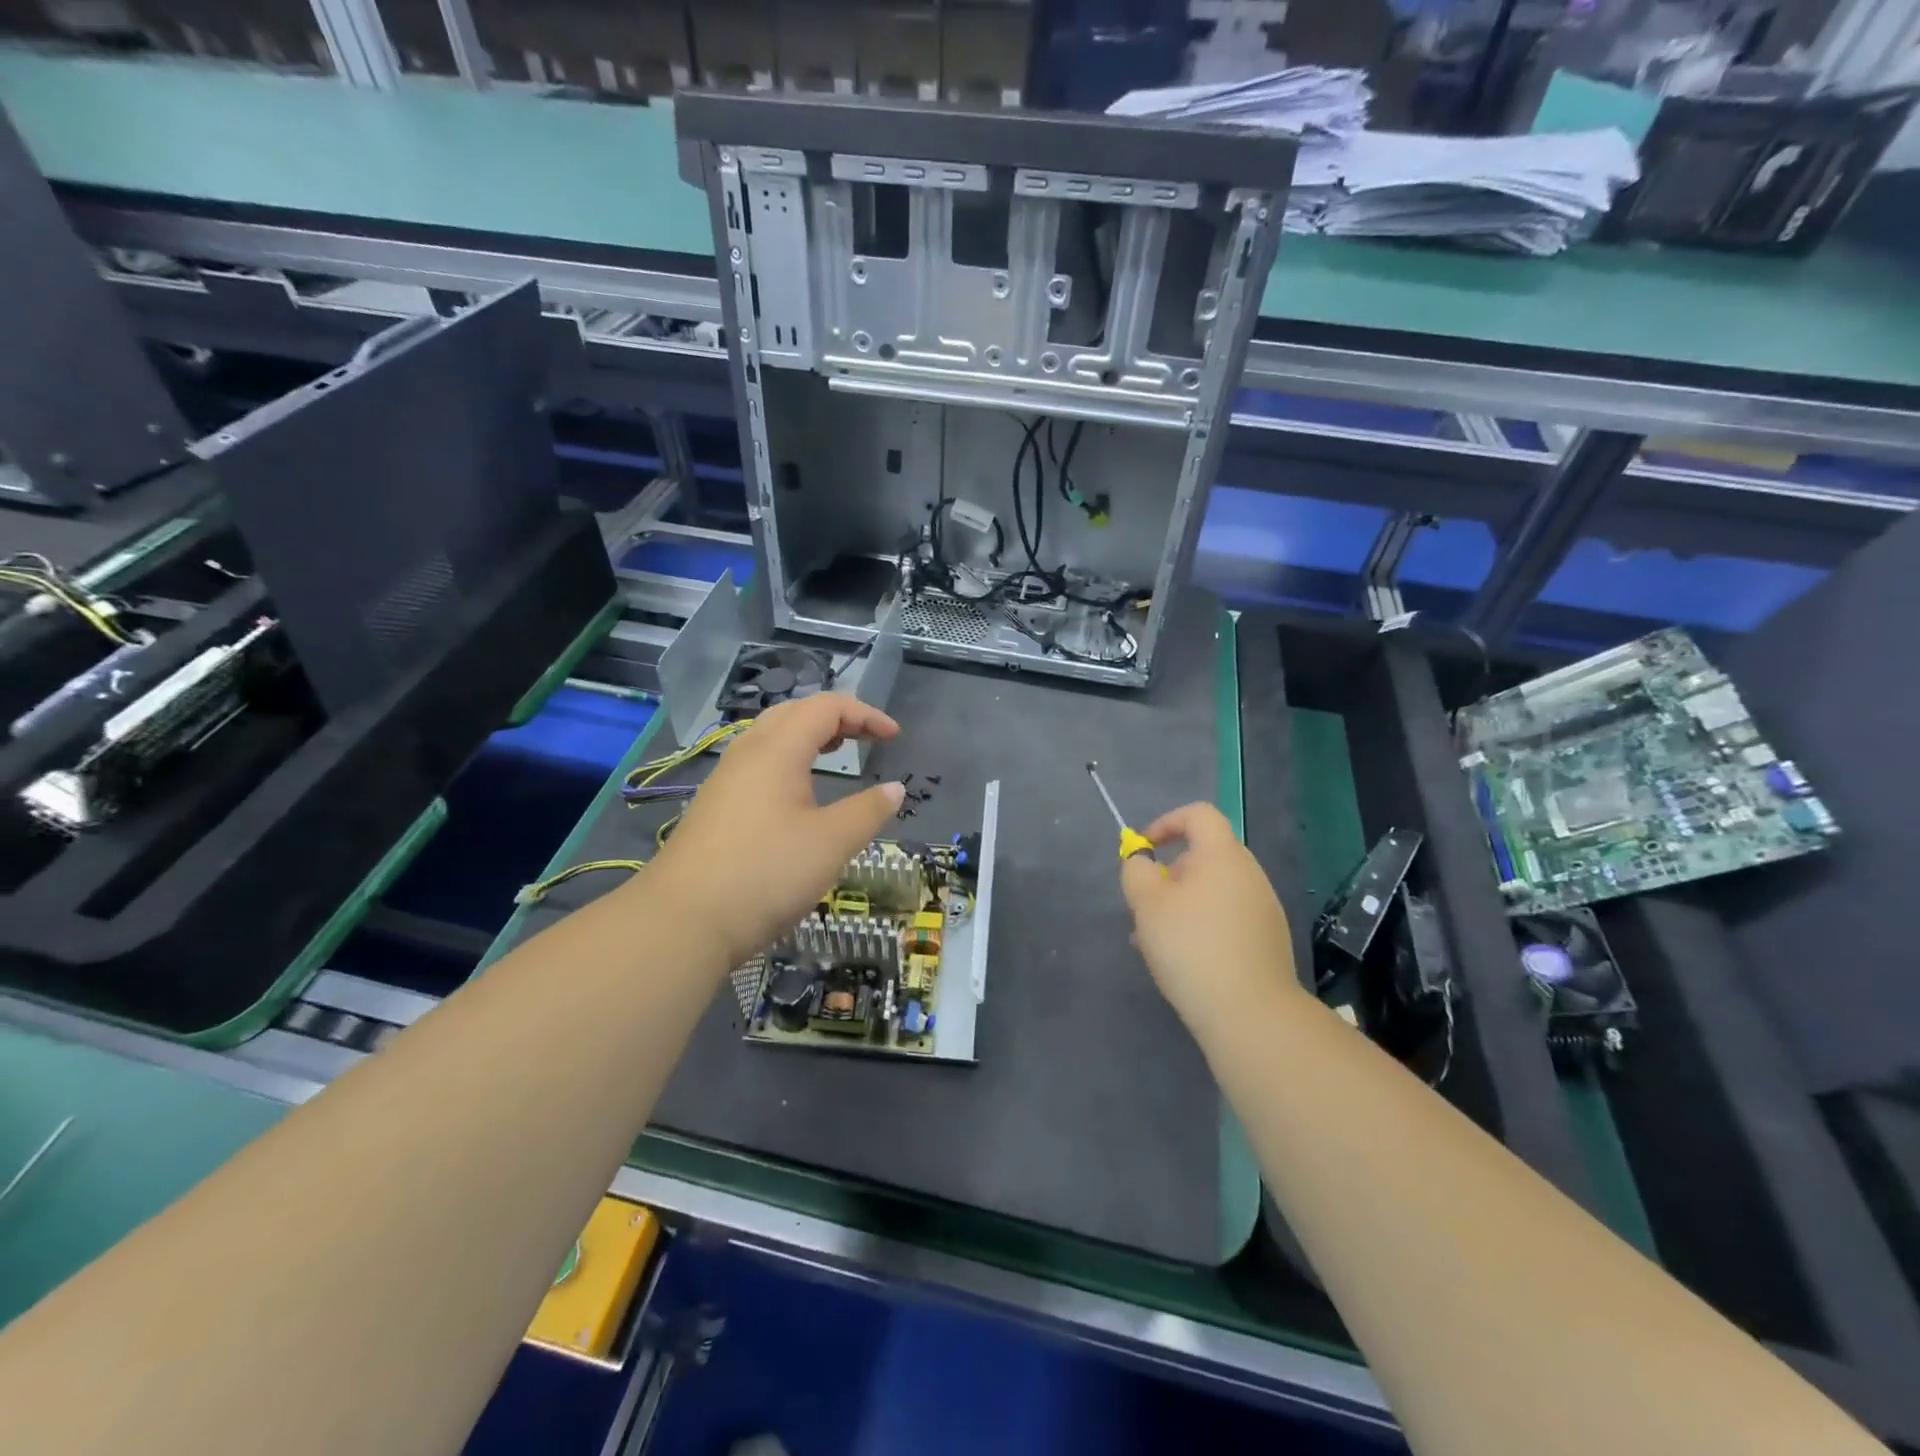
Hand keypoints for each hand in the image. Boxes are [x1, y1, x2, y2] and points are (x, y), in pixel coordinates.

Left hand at [648, 693, 904, 967]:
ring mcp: (726, 779)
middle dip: (836, 718)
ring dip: (809, 736)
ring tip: (835, 753)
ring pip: (771, 737)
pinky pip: (758, 763)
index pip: (826, 707)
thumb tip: (895, 789)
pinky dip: (788, 759)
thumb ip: (868, 811)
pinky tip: (796, 792)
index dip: (865, 714)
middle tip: (867, 738)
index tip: (894, 736)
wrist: (683, 920)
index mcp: (778, 749)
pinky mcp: (715, 806)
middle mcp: (748, 753)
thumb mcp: (831, 843)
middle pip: (795, 713)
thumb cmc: (766, 872)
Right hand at [1120, 802, 1300, 1036]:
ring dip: (1183, 903)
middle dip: (1170, 873)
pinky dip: (1203, 925)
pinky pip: (1228, 917)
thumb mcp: (1147, 904)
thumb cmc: (1192, 947)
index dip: (1166, 822)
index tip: (1144, 850)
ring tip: (1157, 939)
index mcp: (1223, 855)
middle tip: (1145, 904)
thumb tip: (1144, 863)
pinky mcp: (1268, 940)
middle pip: (1205, 855)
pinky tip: (1185, 960)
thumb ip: (1137, 871)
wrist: (1250, 1013)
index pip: (1198, 814)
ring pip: (1214, 890)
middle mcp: (1249, 874)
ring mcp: (1264, 908)